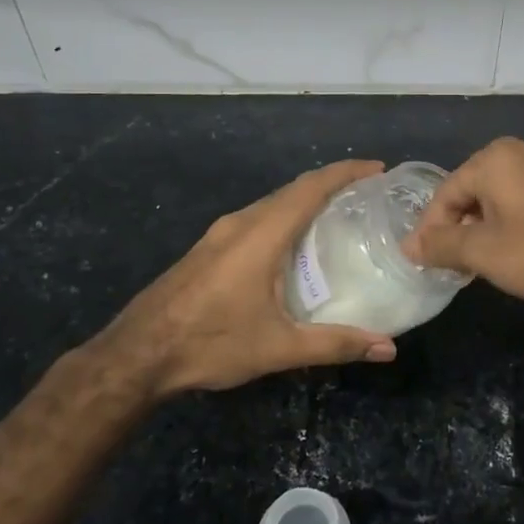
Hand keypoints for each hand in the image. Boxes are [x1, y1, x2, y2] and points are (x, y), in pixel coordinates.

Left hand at [88, 160, 397, 396]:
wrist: (136, 354)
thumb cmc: (210, 343)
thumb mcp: (278, 347)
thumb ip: (335, 344)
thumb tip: (387, 349)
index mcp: (261, 234)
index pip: (311, 187)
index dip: (346, 172)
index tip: (378, 169)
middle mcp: (240, 223)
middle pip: (293, 190)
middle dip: (332, 185)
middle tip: (367, 196)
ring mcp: (219, 234)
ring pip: (272, 204)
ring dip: (306, 202)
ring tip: (339, 218)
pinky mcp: (208, 249)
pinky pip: (256, 220)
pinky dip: (284, 219)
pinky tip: (294, 247)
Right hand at [402, 137, 523, 303]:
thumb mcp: (484, 252)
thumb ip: (441, 245)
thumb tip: (408, 245)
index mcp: (494, 159)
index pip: (446, 193)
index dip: (430, 229)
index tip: (425, 261)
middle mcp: (522, 151)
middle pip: (472, 190)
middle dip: (459, 227)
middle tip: (453, 263)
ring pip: (500, 196)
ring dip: (485, 227)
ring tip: (482, 261)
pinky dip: (512, 222)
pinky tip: (516, 250)